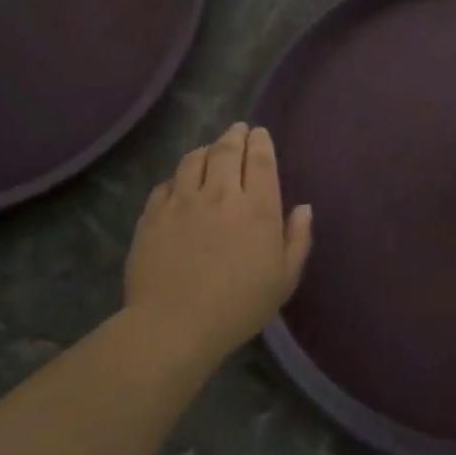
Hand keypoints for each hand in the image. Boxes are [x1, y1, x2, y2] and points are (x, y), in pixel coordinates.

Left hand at [124, 123, 312, 363]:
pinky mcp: (153, 216)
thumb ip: (297, 239)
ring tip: (209, 149)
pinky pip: (165, 184)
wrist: (175, 325)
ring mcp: (182, 202)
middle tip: (238, 129)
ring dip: (205, 150)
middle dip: (235, 135)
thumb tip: (303, 208)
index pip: (260, 160)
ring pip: (193, 160)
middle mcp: (220, 194)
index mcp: (257, 208)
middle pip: (226, 151)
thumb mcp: (284, 279)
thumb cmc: (239, 306)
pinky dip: (177, 177)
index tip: (259, 133)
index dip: (261, 142)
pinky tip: (179, 183)